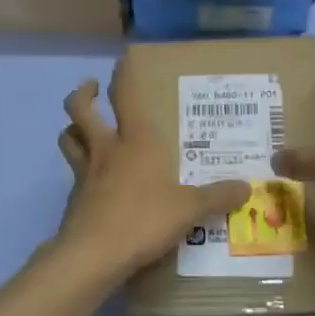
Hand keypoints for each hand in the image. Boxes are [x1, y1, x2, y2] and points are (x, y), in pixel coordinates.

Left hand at [53, 68, 250, 281]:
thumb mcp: (189, 208)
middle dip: (83, 94)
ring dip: (73, 128)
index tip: (122, 60)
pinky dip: (80, 169)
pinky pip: (73, 173)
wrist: (94, 255)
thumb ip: (217, 196)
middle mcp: (105, 149)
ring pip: (68, 138)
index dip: (122, 74)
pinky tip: (95, 181)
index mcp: (134, 141)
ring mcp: (85, 173)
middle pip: (80, 110)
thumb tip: (246, 187)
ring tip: (83, 128)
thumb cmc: (143, 219)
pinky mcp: (74, 199)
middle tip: (93, 88)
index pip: (124, 96)